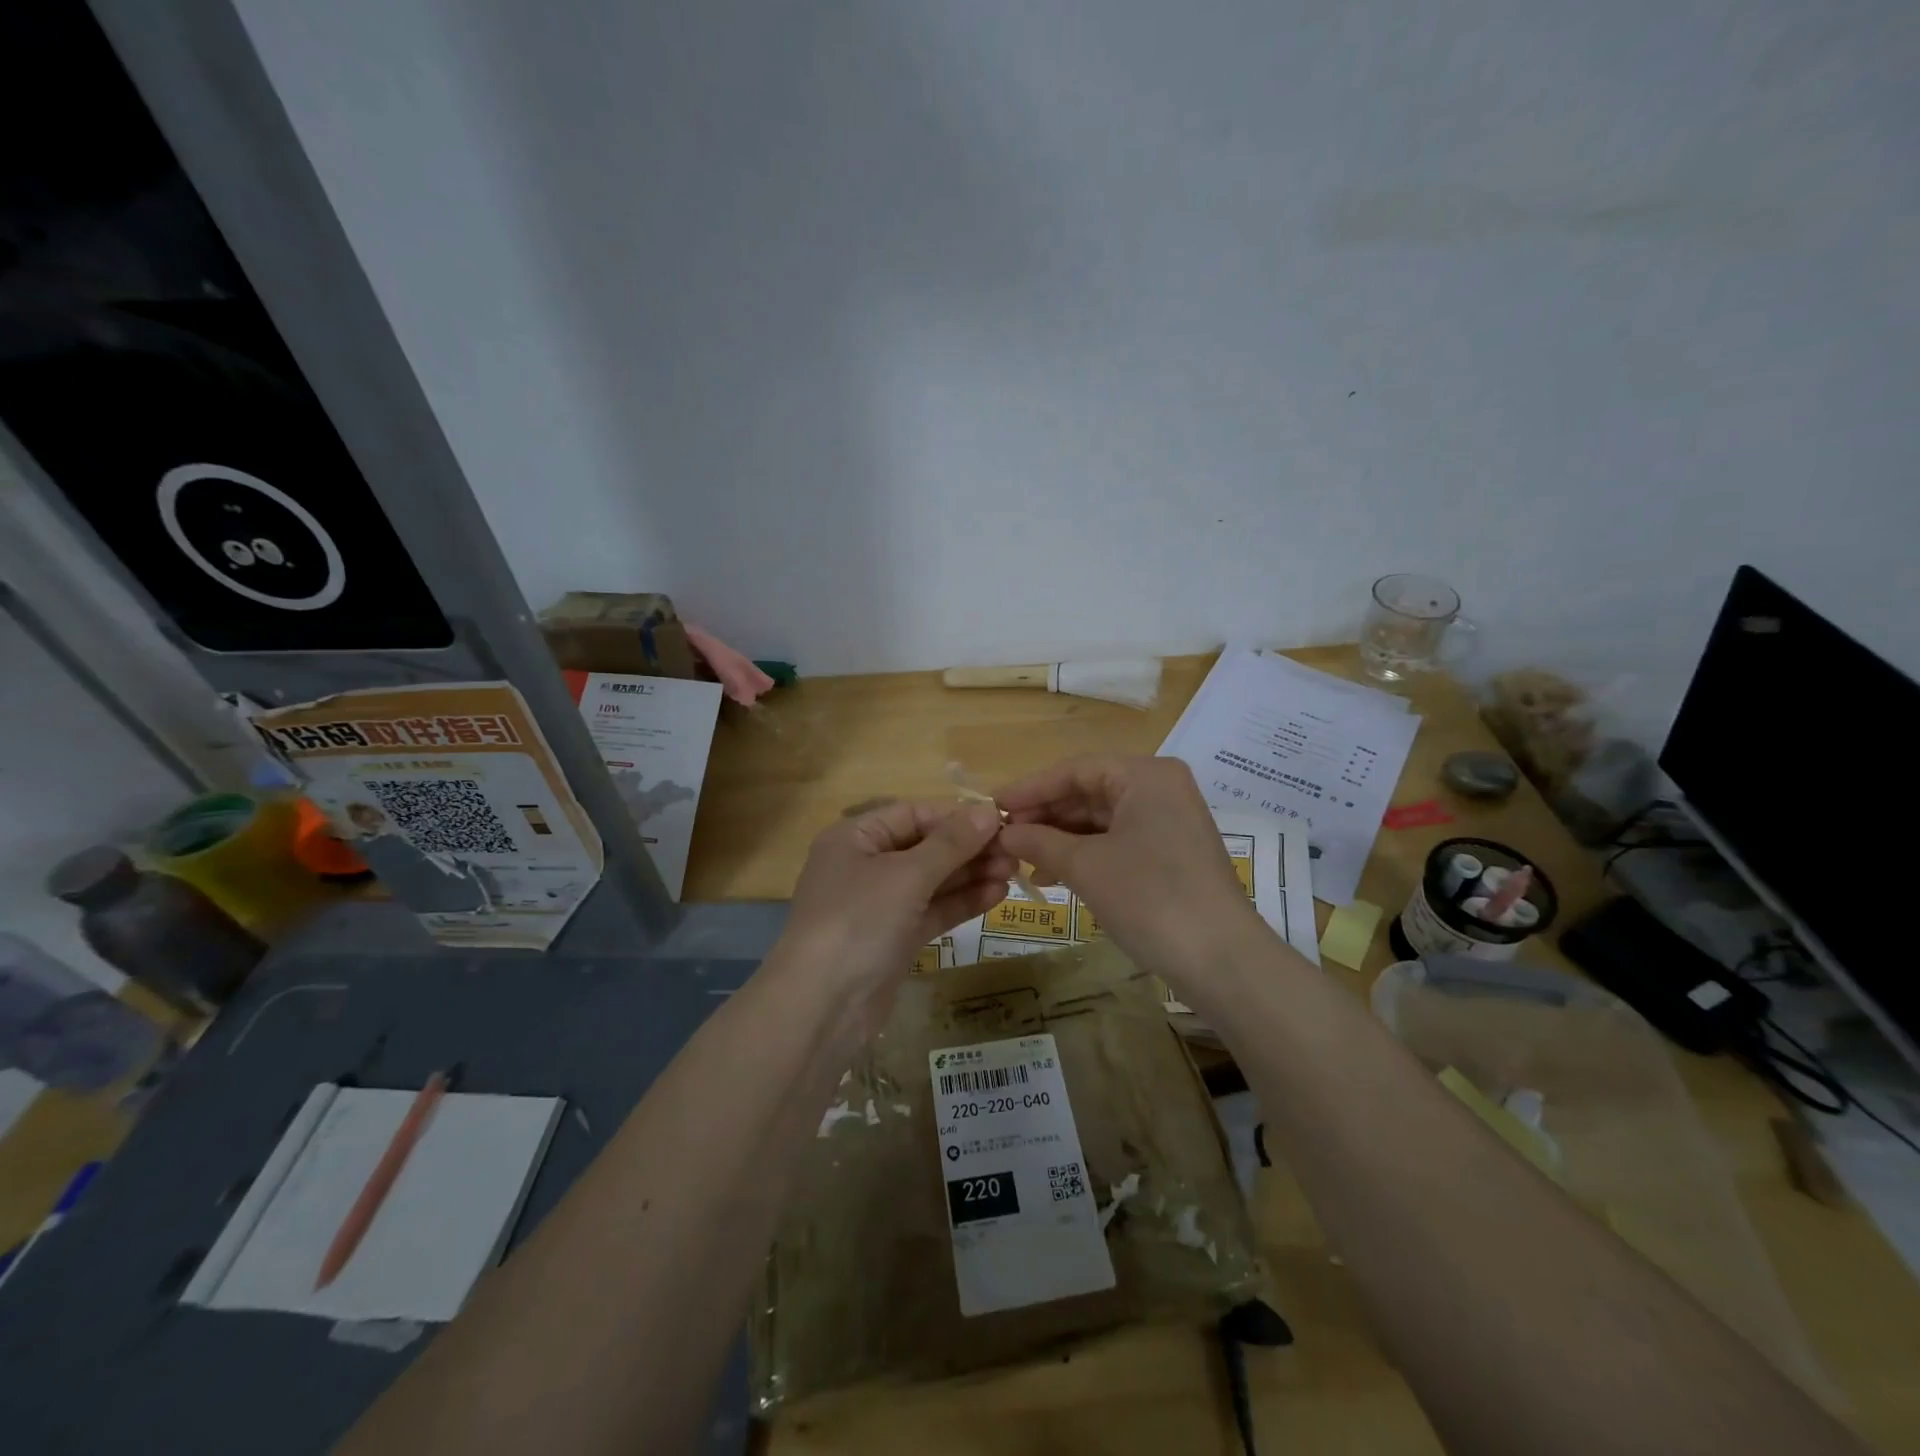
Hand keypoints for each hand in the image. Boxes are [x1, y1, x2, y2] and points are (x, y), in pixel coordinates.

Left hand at [777, 801, 1013, 1009]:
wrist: (823, 1007)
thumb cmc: (859, 921)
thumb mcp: (906, 875)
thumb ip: (950, 844)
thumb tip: (988, 810)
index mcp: (855, 838)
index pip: (913, 815)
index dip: (956, 817)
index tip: (1000, 821)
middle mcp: (865, 865)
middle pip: (925, 847)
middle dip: (969, 849)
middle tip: (1016, 852)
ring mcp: (879, 904)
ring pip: (932, 881)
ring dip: (970, 875)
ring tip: (1014, 872)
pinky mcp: (894, 938)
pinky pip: (932, 910)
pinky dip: (961, 902)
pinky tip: (996, 895)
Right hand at [996, 755, 1266, 977]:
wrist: (1222, 961)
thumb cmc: (1149, 898)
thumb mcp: (1086, 866)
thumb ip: (1039, 841)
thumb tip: (1003, 833)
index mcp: (1145, 775)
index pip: (1075, 769)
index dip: (1030, 788)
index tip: (991, 805)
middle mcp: (1160, 788)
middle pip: (1089, 792)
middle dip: (1045, 815)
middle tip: (1002, 836)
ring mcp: (1169, 822)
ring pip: (1102, 819)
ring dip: (1061, 837)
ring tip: (1020, 858)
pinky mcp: (1171, 854)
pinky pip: (1118, 841)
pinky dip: (1085, 854)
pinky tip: (1053, 872)